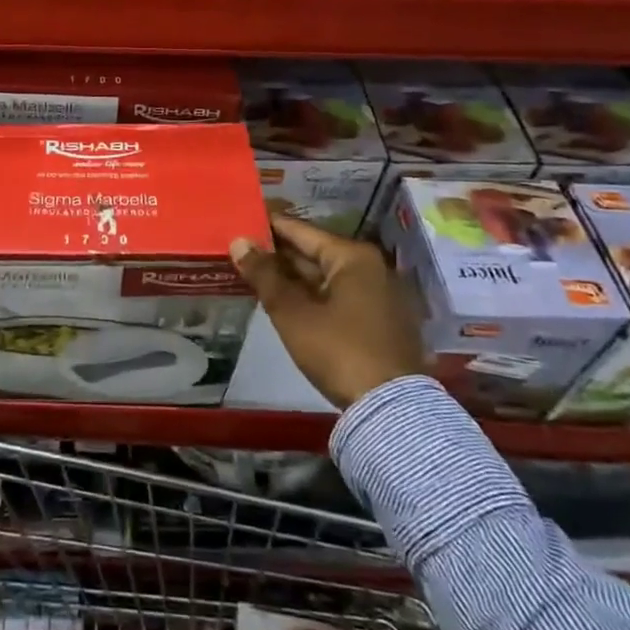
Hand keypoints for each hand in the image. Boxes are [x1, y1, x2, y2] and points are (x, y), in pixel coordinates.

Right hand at [230, 214, 425, 408]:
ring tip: (256, 273)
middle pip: (315, 252)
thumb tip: (238, 242)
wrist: (391, 409)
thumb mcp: (292, 313)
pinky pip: (339, 296)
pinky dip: (313, 295)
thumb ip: (264, 275)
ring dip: (294, 277)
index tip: (241, 220)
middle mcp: (371, 267)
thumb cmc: (338, 350)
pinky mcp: (382, 320)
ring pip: (326, 277)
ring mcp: (380, 294)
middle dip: (279, 254)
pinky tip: (286, 300)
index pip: (301, 230)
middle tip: (242, 250)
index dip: (268, 226)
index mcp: (353, 256)